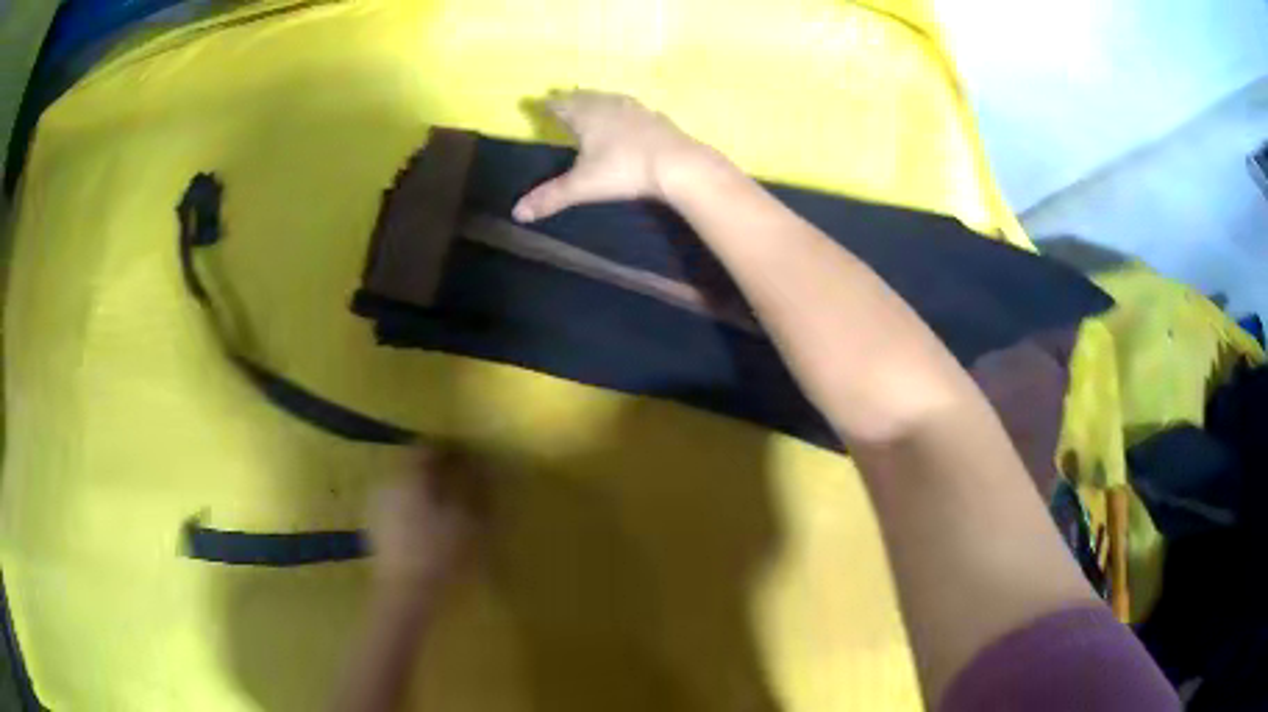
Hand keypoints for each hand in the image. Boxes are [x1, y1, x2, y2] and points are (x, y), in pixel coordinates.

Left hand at [367, 447, 485, 591]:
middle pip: (413, 468)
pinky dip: (414, 513)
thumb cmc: (441, 554)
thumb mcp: (470, 521)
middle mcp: (389, 483)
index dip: (450, 451)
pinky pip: (398, 509)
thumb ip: (475, 489)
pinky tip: (429, 531)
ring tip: (447, 511)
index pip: (427, 449)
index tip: (469, 461)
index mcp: (410, 476)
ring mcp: (379, 507)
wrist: (406, 595)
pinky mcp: (376, 530)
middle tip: (461, 486)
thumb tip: (482, 466)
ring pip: (405, 489)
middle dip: (437, 473)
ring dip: (424, 494)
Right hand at [512, 90, 718, 221]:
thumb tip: (517, 213)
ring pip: (607, 98)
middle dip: (569, 99)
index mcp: (585, 115)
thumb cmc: (624, 170)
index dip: (546, 105)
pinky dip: (621, 109)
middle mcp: (607, 105)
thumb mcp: (583, 186)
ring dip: (595, 100)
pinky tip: (627, 115)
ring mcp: (634, 108)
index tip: (534, 103)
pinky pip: (630, 107)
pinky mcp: (655, 117)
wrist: (678, 164)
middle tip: (559, 99)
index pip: (559, 105)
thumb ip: (550, 197)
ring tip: (589, 102)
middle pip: (583, 97)